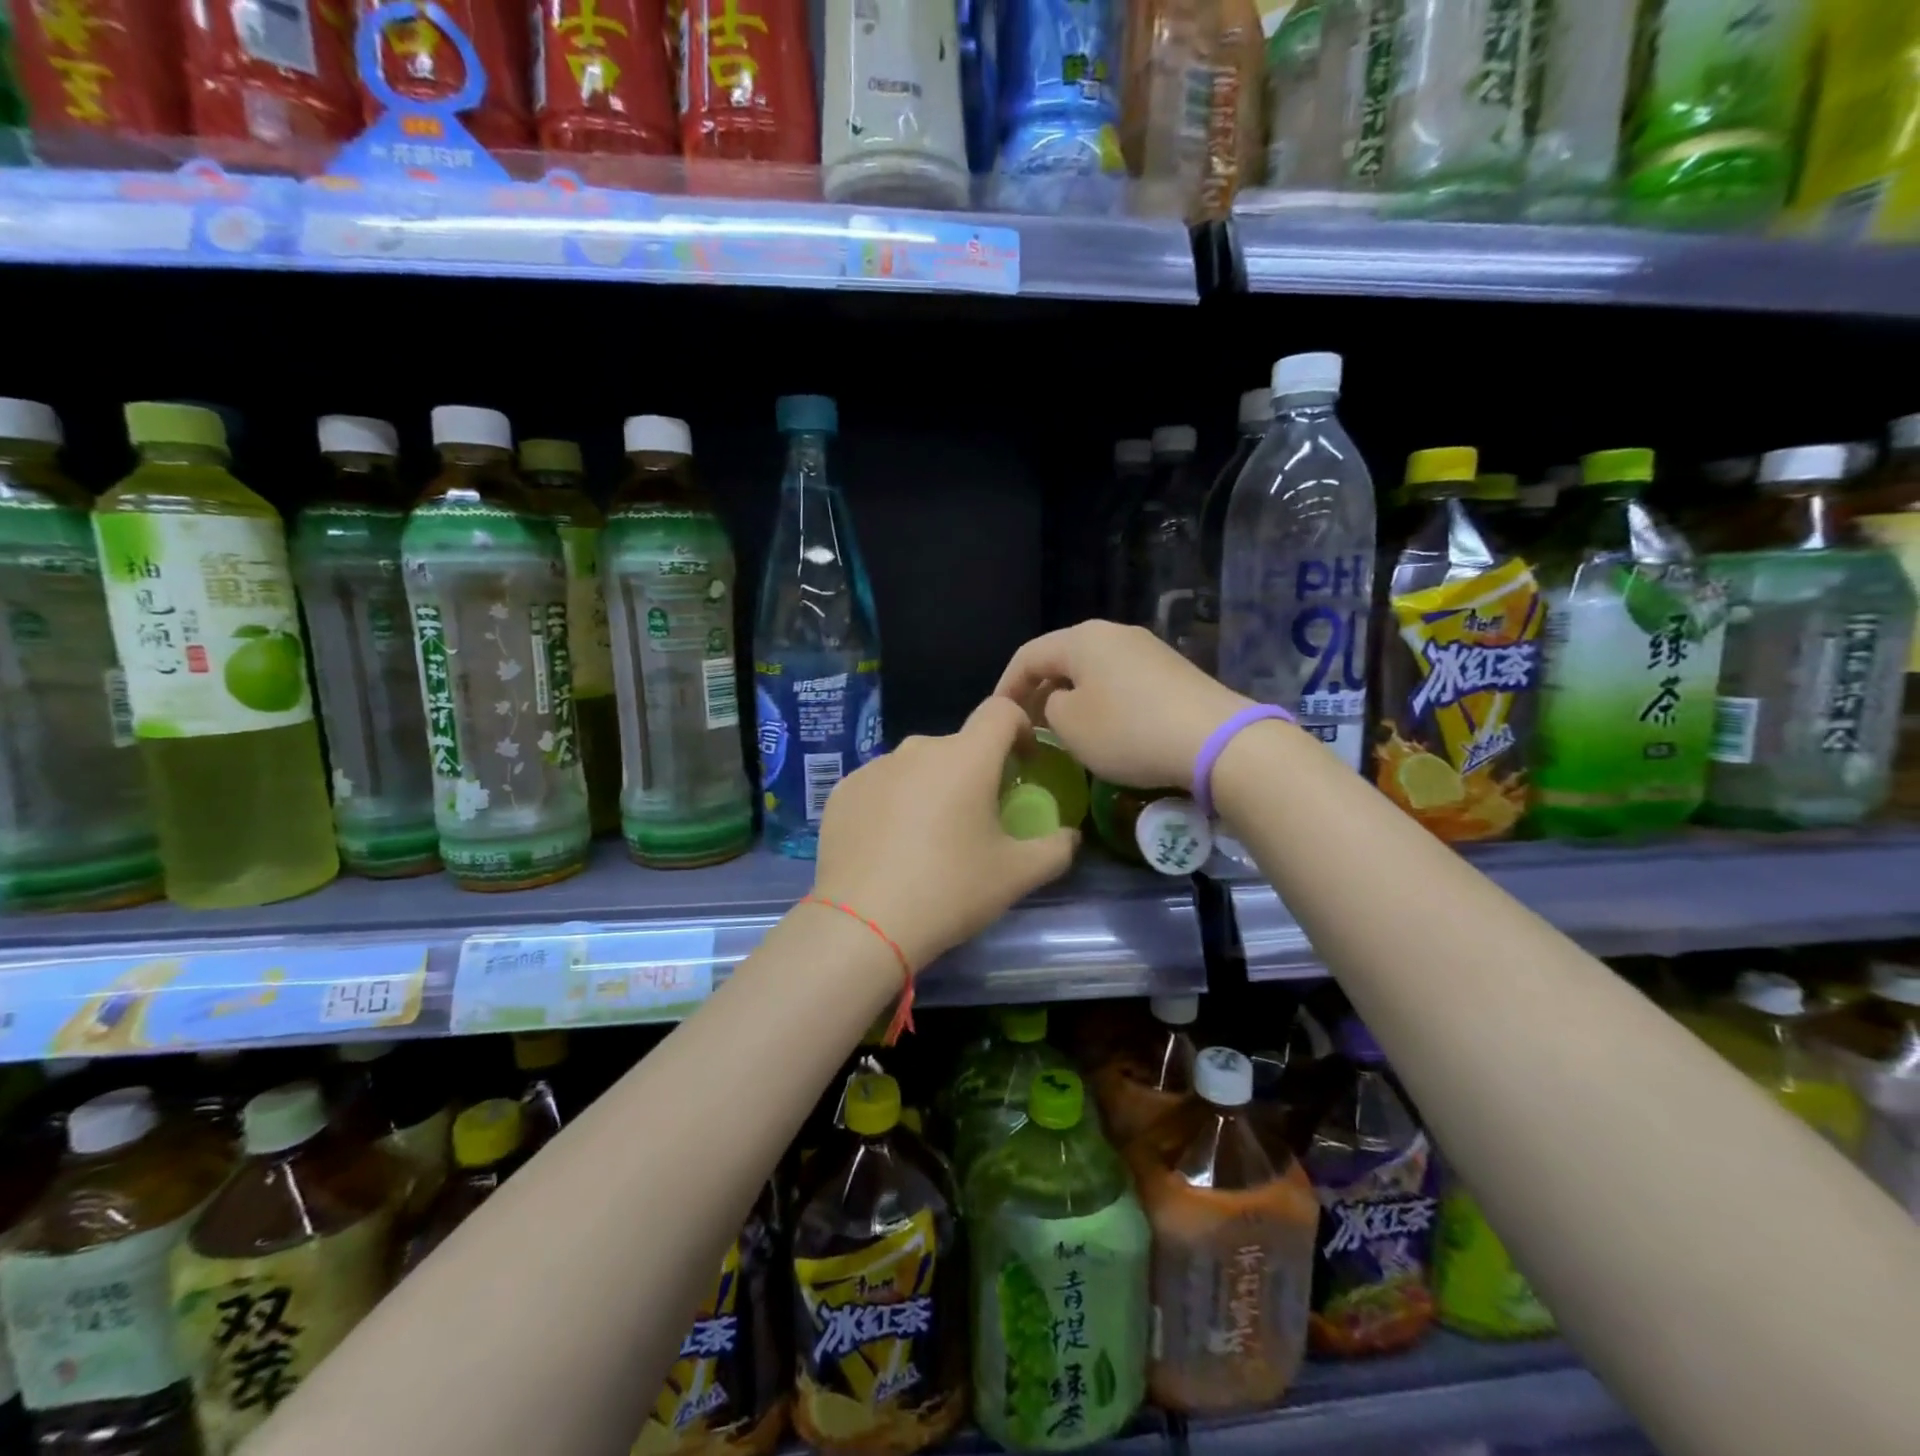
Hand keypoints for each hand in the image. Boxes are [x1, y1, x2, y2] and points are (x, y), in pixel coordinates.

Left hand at [813, 697, 1079, 970]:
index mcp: (966, 757)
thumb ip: (1055, 848)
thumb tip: (1069, 836)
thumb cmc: (949, 890)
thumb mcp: (1017, 875)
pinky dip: (894, 804)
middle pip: (958, 746)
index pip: (1001, 711)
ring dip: (932, 788)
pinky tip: (890, 847)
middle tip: (978, 819)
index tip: (1023, 765)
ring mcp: (874, 768)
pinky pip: (881, 786)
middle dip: (975, 771)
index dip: (1020, 729)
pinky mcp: (843, 791)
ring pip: (917, 766)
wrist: (863, 924)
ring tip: (929, 839)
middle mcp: (918, 749)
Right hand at [994, 621, 1252, 790]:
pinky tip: (1106, 729)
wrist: (1216, 740)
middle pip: (1062, 659)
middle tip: (1028, 726)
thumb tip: (1059, 703)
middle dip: (1040, 691)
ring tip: (1063, 730)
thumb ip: (1048, 708)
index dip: (1006, 687)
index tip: (997, 718)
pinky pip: (1121, 682)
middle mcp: (1115, 633)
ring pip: (1093, 671)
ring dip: (1072, 698)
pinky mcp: (1172, 672)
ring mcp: (1148, 649)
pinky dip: (1102, 702)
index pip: (1028, 656)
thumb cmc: (1129, 731)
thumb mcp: (1070, 725)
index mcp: (1082, 638)